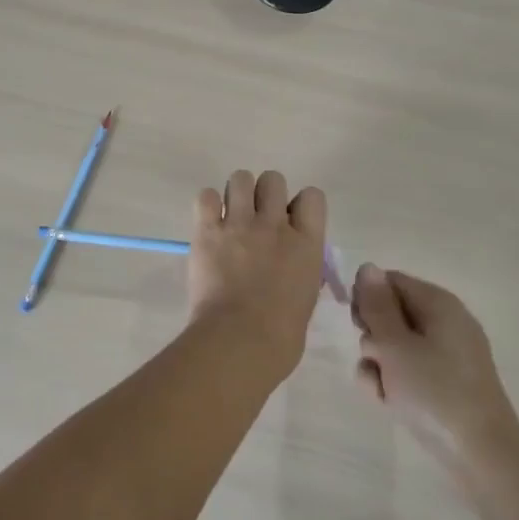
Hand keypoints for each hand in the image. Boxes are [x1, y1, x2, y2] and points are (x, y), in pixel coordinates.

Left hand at [188, 170, 327, 377]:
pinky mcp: (208, 231)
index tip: (290, 222)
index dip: (300, 205)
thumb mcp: (306, 297)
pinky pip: (206, 196)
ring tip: (230, 216)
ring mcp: (240, 224)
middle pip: (273, 179)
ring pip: (240, 178)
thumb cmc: (281, 335)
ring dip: (236, 194)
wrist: (240, 341)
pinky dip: (207, 206)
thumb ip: (300, 269)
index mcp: (307, 243)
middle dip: (265, 194)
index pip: (312, 196)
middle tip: (256, 218)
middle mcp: (275, 225)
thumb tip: (291, 264)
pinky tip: (209, 224)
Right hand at [352, 265, 518, 478]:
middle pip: (390, 313)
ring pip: (394, 346)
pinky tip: (390, 404)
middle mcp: (444, 322)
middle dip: (373, 338)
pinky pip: (409, 370)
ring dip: (379, 365)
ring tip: (384, 390)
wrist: (483, 457)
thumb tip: (367, 267)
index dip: (367, 299)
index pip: (389, 280)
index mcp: (438, 303)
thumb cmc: (435, 392)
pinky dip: (395, 383)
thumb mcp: (395, 346)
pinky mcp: (446, 383)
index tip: (360, 326)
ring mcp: (447, 354)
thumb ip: (376, 305)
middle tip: (376, 359)